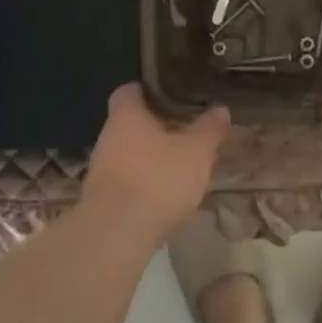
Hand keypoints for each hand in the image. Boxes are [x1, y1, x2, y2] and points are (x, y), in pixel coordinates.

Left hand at [84, 85, 230, 241]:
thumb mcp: (196, 152)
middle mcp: (108, 136)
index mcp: (126, 115)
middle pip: (131, 123)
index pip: (130, 90)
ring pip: (129, 152)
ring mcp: (101, 169)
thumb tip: (220, 109)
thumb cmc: (158, 179)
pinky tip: (165, 194)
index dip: (150, 90)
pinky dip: (145, 181)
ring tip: (181, 164)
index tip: (173, 95)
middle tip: (186, 131)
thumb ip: (209, 129)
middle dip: (157, 127)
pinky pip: (127, 179)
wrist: (117, 233)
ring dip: (151, 156)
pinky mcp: (102, 198)